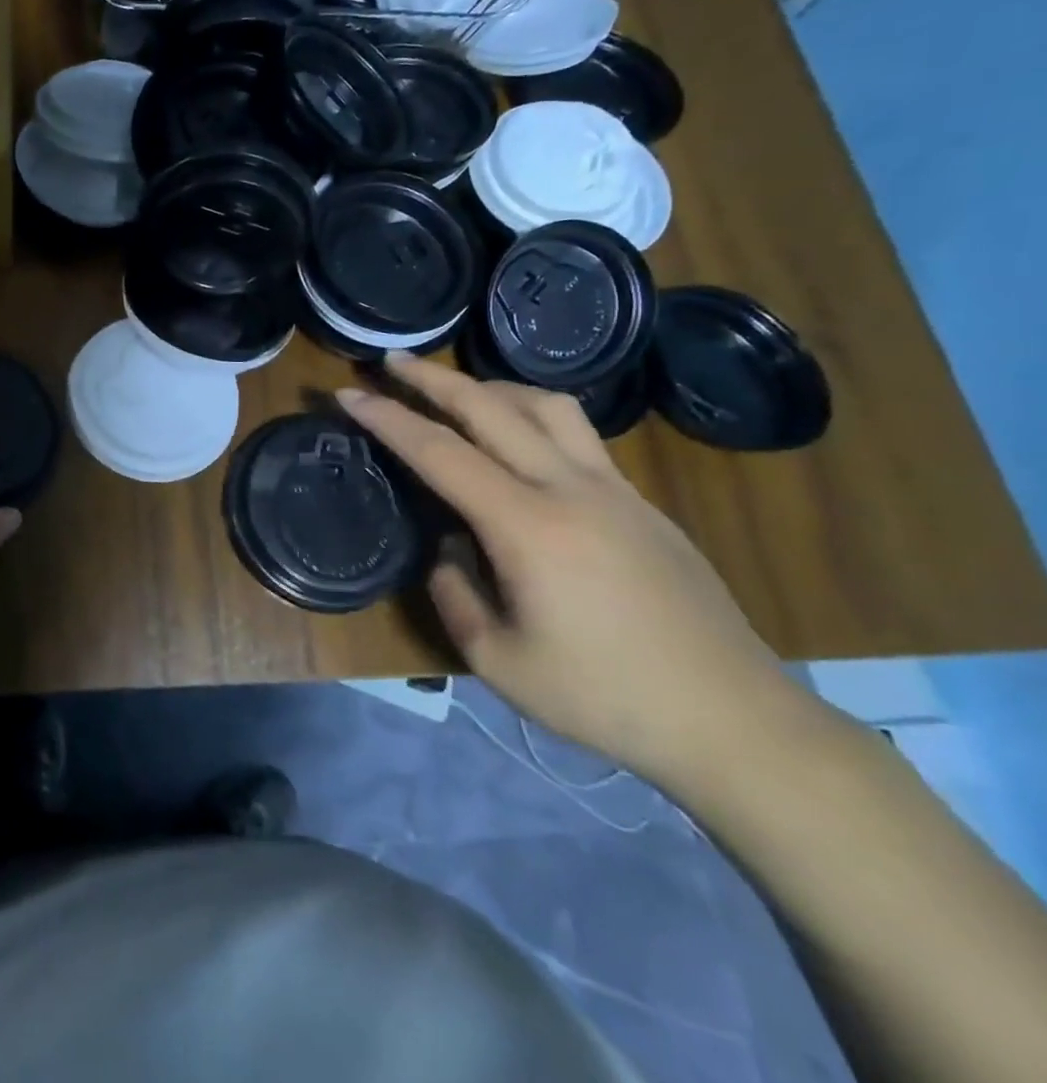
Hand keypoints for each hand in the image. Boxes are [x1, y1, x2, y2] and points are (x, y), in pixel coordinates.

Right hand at [339, 356, 805, 781]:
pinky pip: (577, 433)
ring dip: (490, 386)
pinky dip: (531, 414)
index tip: (348, 395)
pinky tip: (518, 440)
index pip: (439, 453)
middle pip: (491, 407)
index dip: (387, 419)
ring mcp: (614, 489)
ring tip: (456, 390)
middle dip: (432, 378)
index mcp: (526, 526)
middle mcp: (570, 488)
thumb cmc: (604, 698)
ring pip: (546, 405)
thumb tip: (451, 550)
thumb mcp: (497, 659)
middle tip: (391, 360)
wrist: (734, 722)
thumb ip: (455, 592)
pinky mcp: (642, 503)